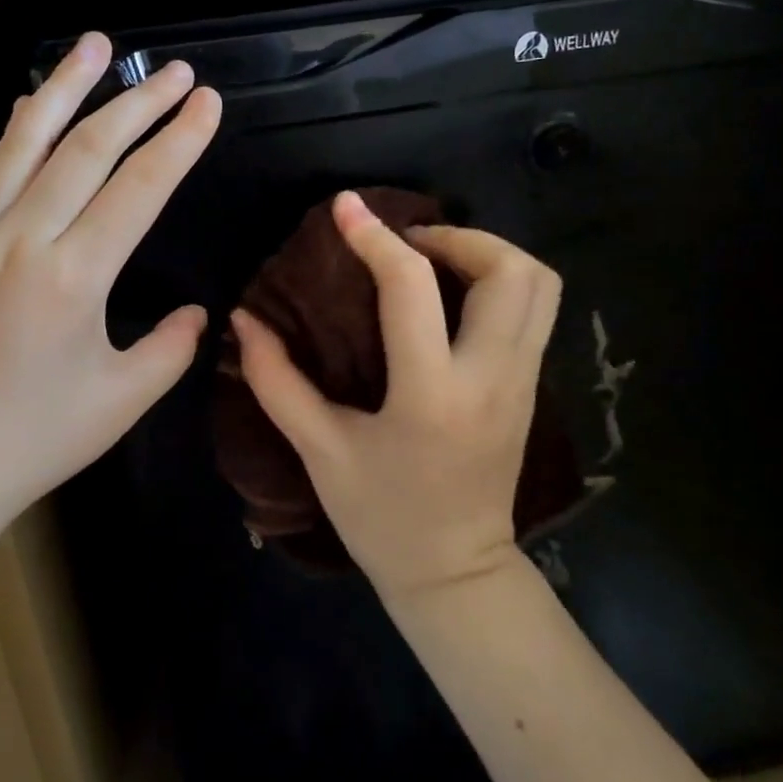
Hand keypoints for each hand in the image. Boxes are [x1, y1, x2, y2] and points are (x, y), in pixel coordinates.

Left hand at [0, 33, 221, 540]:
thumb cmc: (30, 443)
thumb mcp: (120, 402)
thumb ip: (170, 349)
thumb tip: (198, 312)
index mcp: (74, 277)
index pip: (140, 187)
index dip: (179, 139)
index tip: (206, 101)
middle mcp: (23, 239)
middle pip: (89, 149)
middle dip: (138, 103)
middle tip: (175, 70)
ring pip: (28, 142)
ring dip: (66, 88)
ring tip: (96, 46)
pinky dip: (20, 131)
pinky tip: (33, 110)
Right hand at [230, 191, 560, 599]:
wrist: (455, 573)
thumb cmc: (381, 516)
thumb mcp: (319, 450)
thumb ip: (277, 381)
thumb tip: (243, 319)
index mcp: (432, 394)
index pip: (412, 288)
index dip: (374, 237)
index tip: (345, 208)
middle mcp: (491, 377)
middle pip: (509, 272)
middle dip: (459, 237)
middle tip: (408, 243)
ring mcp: (524, 382)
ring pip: (540, 285)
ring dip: (490, 254)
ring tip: (436, 261)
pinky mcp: (533, 388)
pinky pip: (537, 310)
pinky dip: (502, 281)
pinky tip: (454, 296)